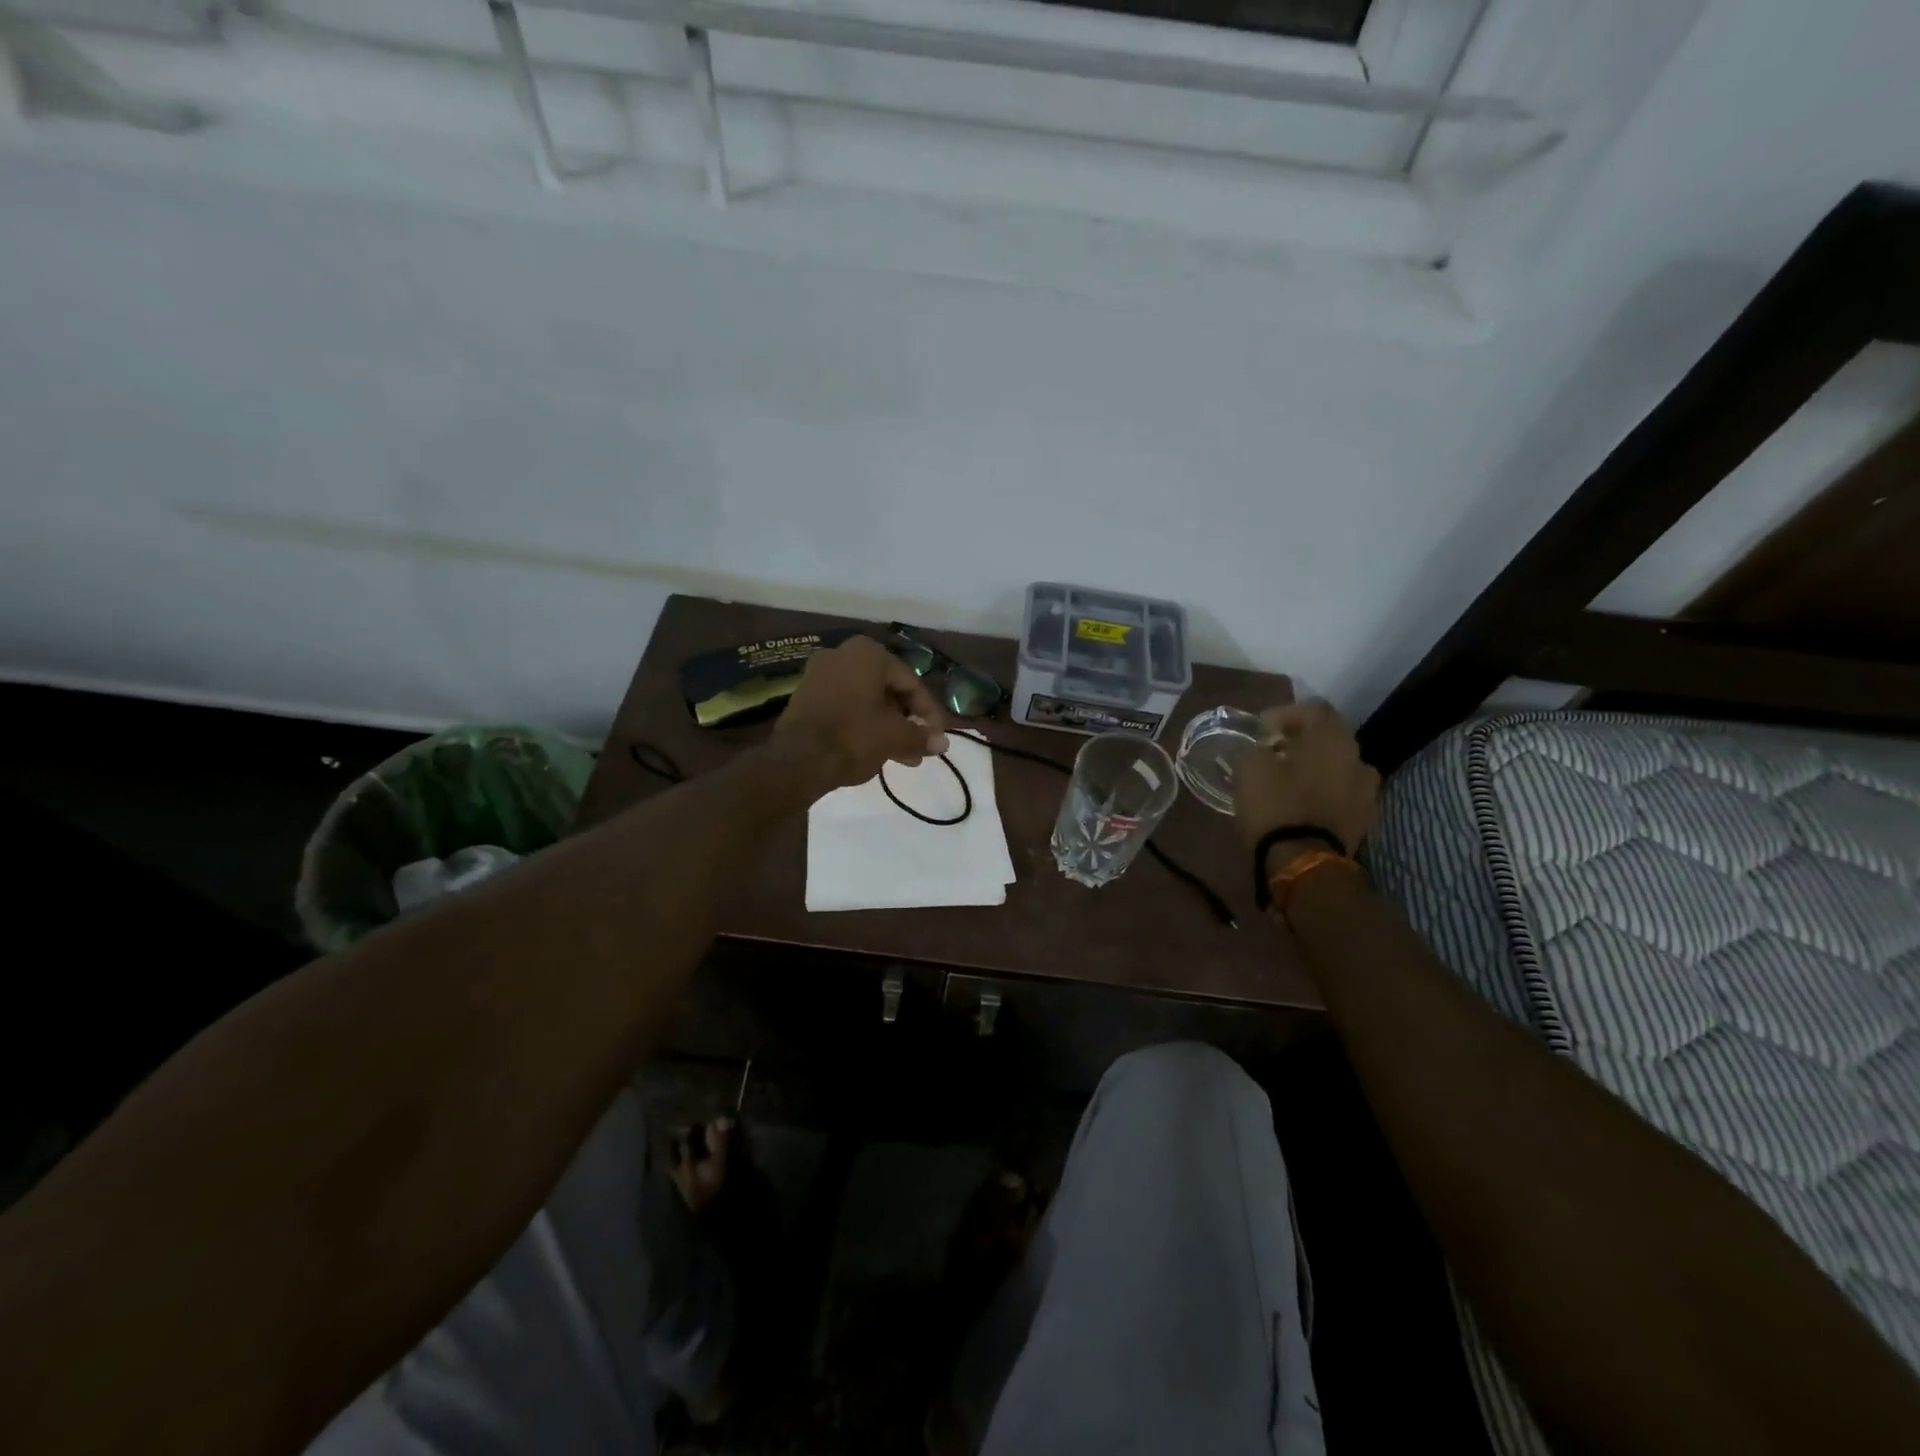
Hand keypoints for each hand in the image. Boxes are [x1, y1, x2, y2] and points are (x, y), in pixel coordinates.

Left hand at [776, 634, 949, 792]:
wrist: (797, 759)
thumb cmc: (854, 736)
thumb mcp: (895, 737)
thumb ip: (921, 737)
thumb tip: (943, 743)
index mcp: (868, 653)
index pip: (911, 682)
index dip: (929, 713)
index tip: (938, 736)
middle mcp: (842, 654)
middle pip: (887, 689)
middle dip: (906, 721)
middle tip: (919, 748)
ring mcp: (819, 674)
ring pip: (866, 700)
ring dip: (887, 726)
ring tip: (902, 757)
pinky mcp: (805, 696)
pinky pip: (845, 706)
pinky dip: (863, 724)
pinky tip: (875, 750)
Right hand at [1232, 701, 1379, 855]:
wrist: (1305, 863)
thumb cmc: (1276, 806)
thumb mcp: (1249, 769)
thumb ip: (1252, 751)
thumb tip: (1254, 751)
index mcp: (1333, 740)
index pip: (1315, 710)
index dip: (1285, 714)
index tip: (1261, 730)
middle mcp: (1358, 760)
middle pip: (1329, 740)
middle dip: (1301, 743)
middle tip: (1273, 753)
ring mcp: (1367, 793)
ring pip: (1338, 769)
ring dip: (1315, 770)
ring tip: (1288, 782)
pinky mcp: (1364, 822)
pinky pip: (1342, 797)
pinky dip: (1324, 795)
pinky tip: (1302, 806)